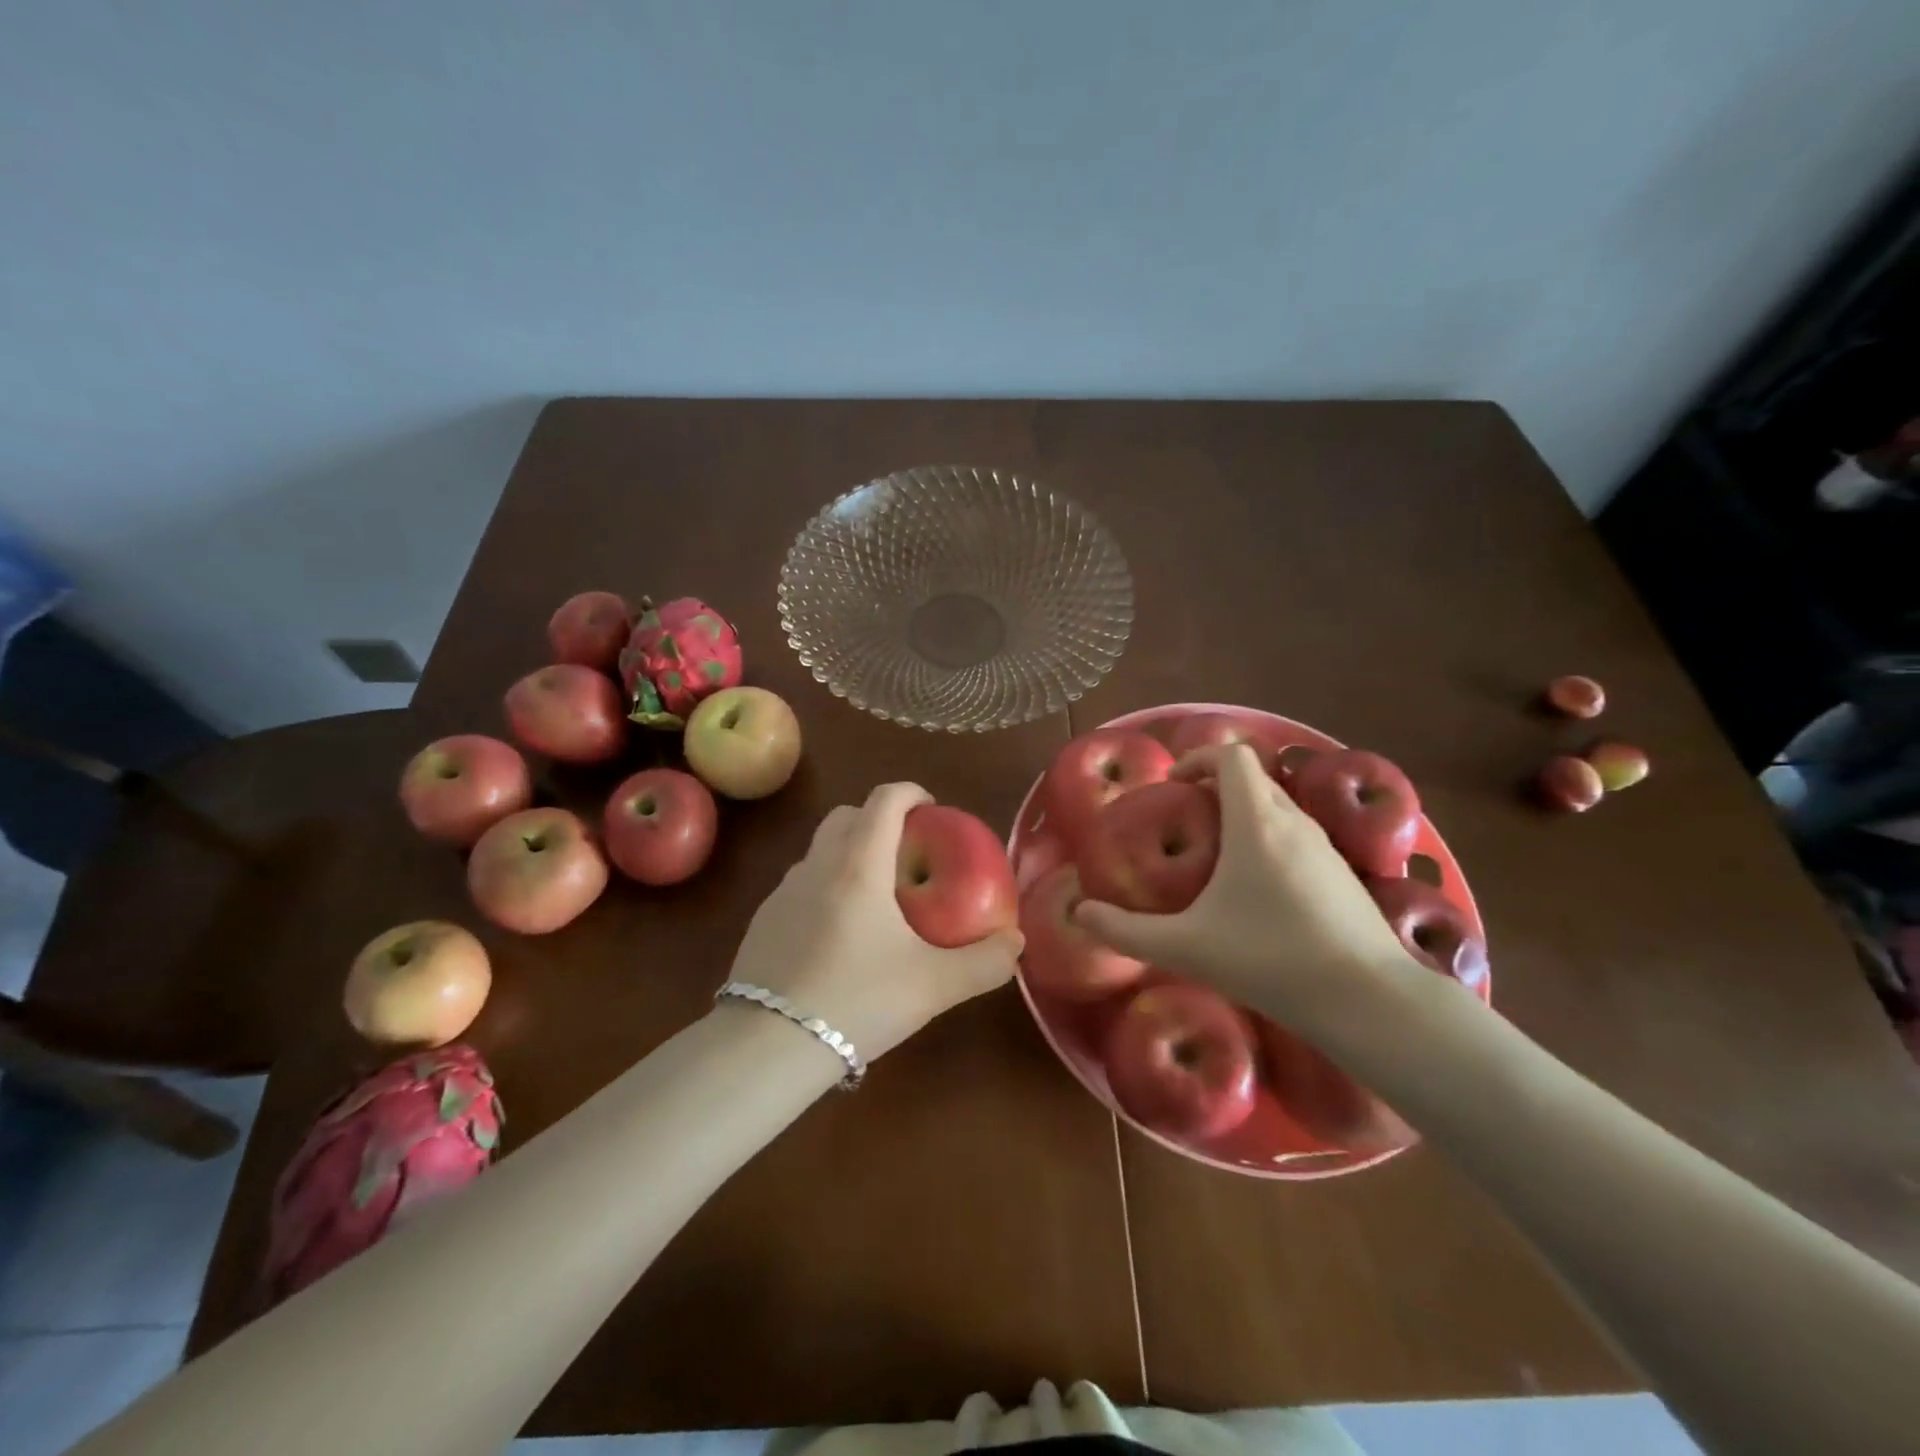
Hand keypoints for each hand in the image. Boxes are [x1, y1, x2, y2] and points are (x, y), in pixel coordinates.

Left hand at [727, 782, 1024, 1062]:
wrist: (768, 1046)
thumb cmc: (857, 1001)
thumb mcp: (934, 986)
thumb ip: (984, 963)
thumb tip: (1014, 943)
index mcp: (859, 865)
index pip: (884, 800)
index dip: (912, 793)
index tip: (933, 808)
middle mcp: (817, 865)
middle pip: (847, 815)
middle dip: (879, 819)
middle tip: (908, 852)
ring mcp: (783, 892)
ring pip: (820, 850)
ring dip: (850, 853)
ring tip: (877, 898)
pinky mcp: (763, 920)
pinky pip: (801, 884)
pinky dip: (826, 887)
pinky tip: (839, 935)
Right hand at [1074, 744, 1424, 1039]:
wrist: (1367, 999)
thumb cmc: (1269, 958)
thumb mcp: (1184, 947)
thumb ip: (1125, 931)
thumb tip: (1080, 914)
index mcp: (1256, 821)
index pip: (1232, 756)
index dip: (1198, 758)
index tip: (1173, 787)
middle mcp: (1294, 822)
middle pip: (1254, 779)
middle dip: (1217, 788)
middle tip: (1188, 821)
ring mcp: (1326, 848)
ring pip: (1280, 809)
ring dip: (1246, 816)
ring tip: (1219, 857)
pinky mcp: (1344, 875)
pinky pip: (1299, 838)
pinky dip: (1272, 842)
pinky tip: (1260, 894)